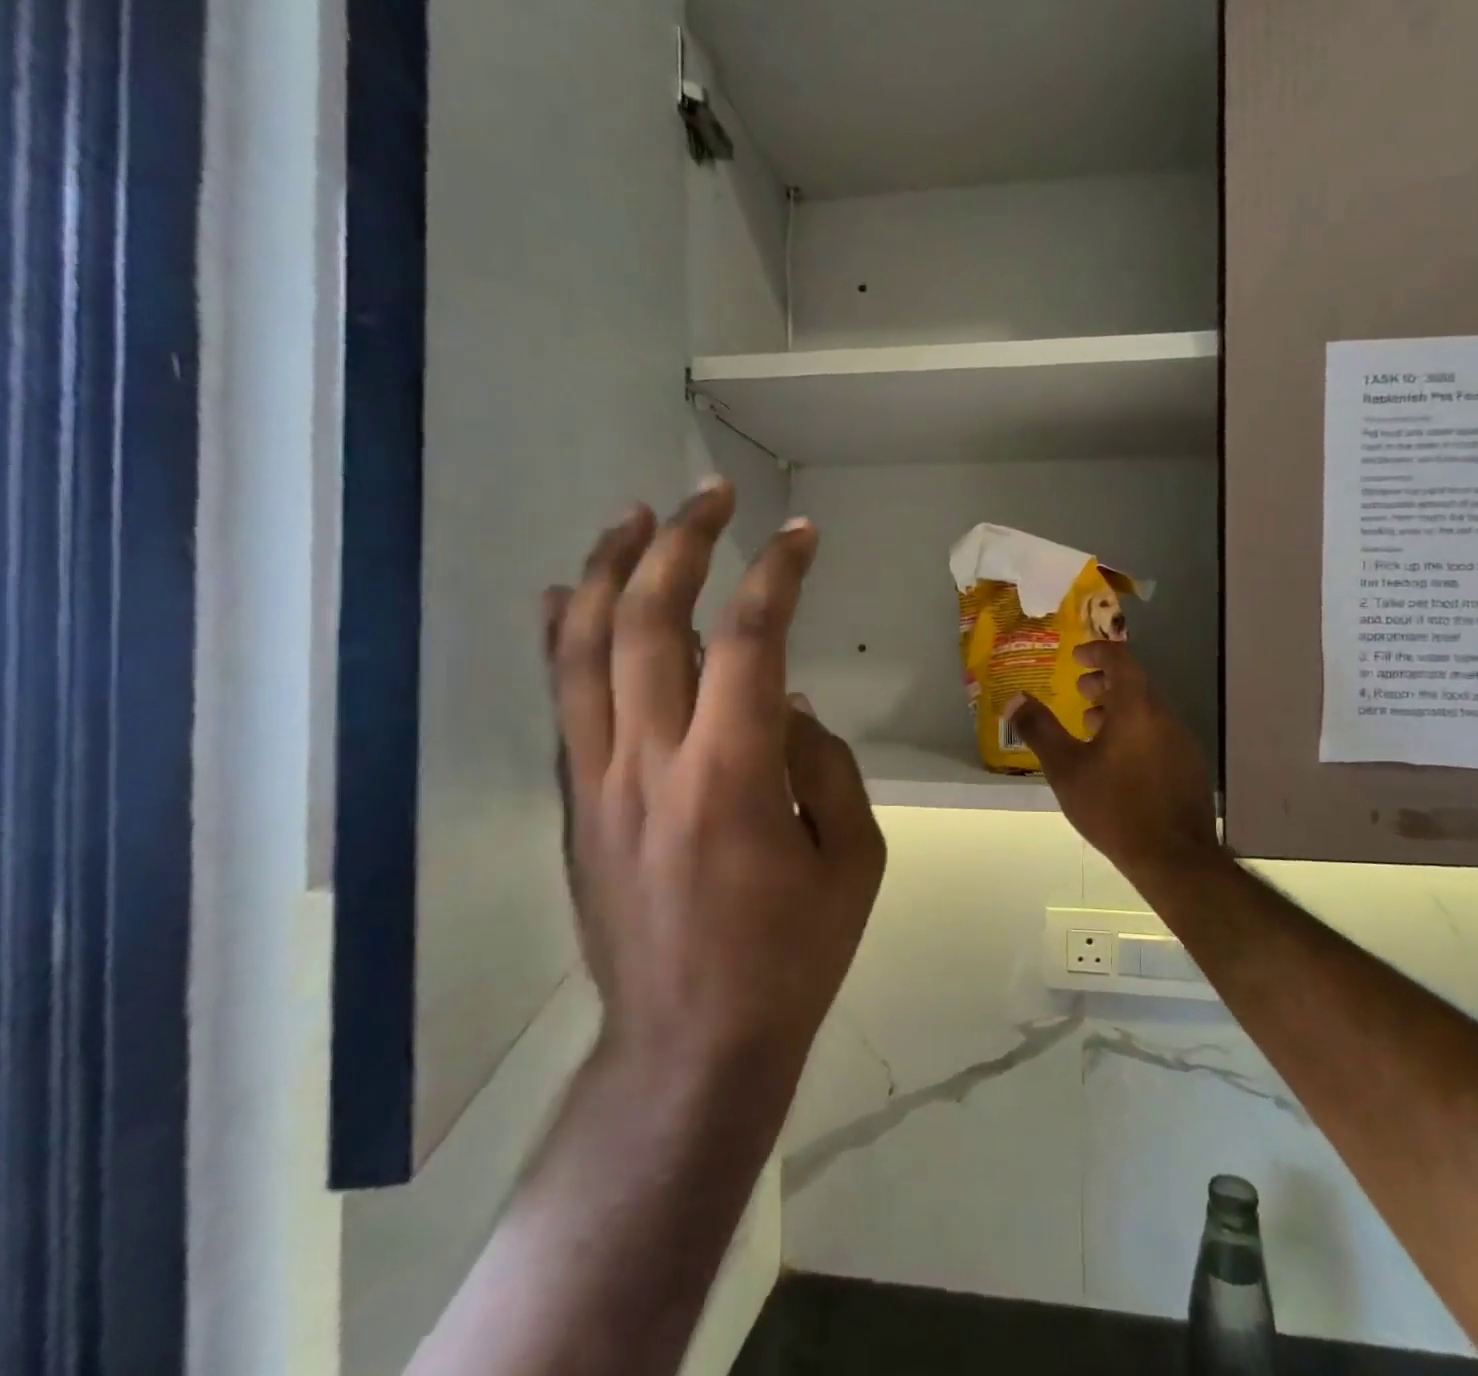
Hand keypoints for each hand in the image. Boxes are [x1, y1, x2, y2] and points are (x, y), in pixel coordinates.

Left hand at [540, 480, 885, 1096]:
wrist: (690, 1044)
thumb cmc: (791, 956)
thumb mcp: (853, 859)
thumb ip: (823, 765)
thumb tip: (785, 704)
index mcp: (733, 777)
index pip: (749, 642)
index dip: (776, 575)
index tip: (800, 534)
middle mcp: (652, 763)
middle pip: (649, 623)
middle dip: (682, 544)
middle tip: (709, 496)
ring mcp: (600, 783)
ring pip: (585, 650)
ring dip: (610, 571)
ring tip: (635, 516)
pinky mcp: (577, 805)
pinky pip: (562, 703)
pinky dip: (562, 638)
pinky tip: (571, 595)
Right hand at [1008, 641, 1221, 881]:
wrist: (1173, 858)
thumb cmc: (1114, 807)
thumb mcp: (1065, 769)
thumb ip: (1039, 730)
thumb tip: (1015, 699)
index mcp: (1136, 708)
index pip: (1121, 659)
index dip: (1097, 651)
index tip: (1076, 657)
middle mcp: (1164, 715)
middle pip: (1135, 683)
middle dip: (1105, 682)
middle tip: (1079, 691)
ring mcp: (1182, 741)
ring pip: (1148, 709)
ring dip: (1119, 708)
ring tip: (1091, 727)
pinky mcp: (1189, 765)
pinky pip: (1159, 732)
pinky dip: (1135, 730)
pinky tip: (1117, 760)